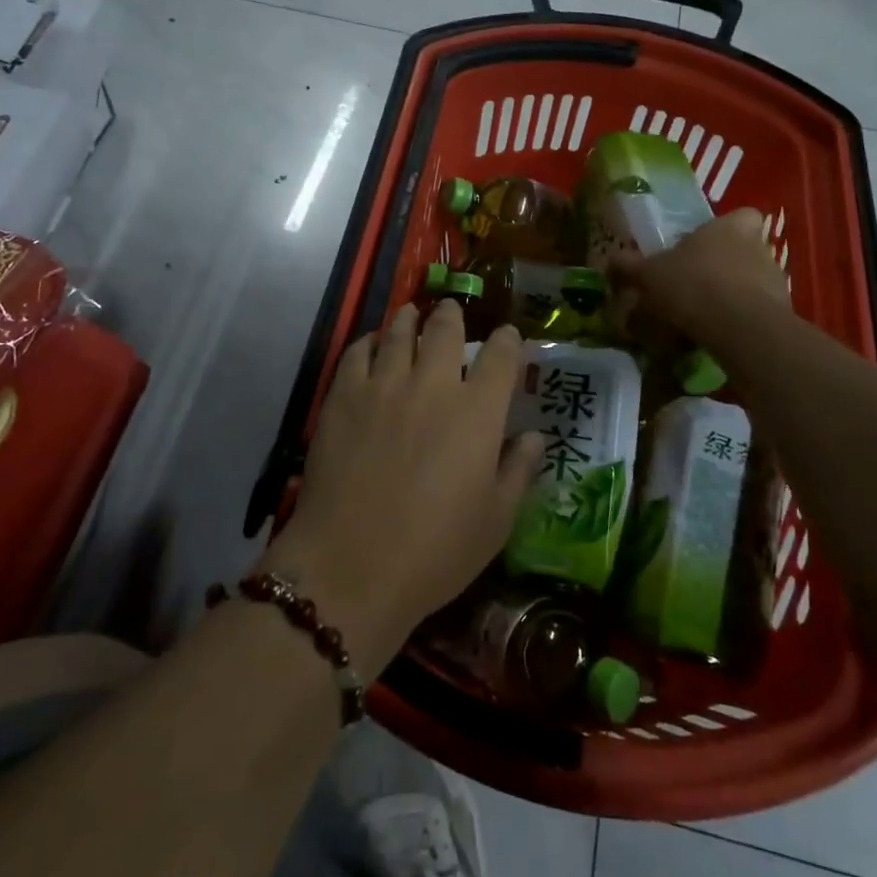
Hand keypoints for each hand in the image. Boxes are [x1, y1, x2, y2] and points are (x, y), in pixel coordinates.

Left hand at [260, 301, 541, 674]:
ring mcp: (384, 385)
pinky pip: (357, 353)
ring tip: (411, 314)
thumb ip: (518, 471)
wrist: (351, 565)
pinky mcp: (343, 396)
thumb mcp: (495, 521)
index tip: (508, 336)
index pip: (501, 357)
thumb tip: (533, 437)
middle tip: (451, 311)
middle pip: (445, 330)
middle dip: (452, 316)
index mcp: (478, 412)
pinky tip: (371, 345)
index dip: (507, 340)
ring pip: (399, 333)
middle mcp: (433, 385)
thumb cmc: (435, 551)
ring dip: (409, 319)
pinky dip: (368, 342)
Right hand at [608, 208, 788, 349]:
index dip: (726, 228)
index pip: (742, 216)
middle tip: (694, 284)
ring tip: (701, 317)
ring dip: (732, 296)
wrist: (740, 328)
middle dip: (723, 266)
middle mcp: (759, 247)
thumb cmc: (693, 284)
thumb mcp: (650, 275)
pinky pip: (756, 313)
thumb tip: (610, 259)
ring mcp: (776, 281)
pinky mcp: (783, 314)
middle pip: (744, 251)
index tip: (704, 245)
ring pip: (752, 283)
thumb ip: (631, 266)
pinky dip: (739, 322)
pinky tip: (715, 337)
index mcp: (730, 227)